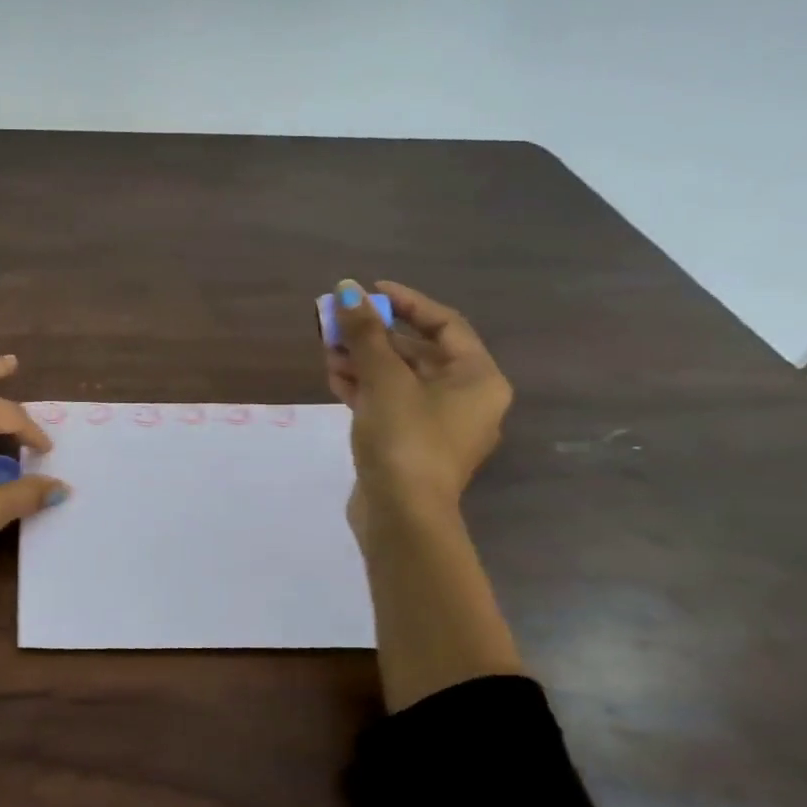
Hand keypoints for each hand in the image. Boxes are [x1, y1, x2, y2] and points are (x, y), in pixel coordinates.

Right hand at [325, 278, 510, 532]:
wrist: (401, 516)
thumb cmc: (405, 439)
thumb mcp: (384, 379)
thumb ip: (365, 333)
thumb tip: (347, 290)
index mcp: (477, 378)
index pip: (444, 324)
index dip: (406, 302)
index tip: (368, 291)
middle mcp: (465, 399)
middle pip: (418, 352)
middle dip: (375, 336)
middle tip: (338, 323)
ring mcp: (437, 425)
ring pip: (399, 379)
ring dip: (364, 361)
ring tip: (328, 350)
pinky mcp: (410, 444)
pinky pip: (390, 403)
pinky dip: (365, 388)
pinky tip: (335, 378)